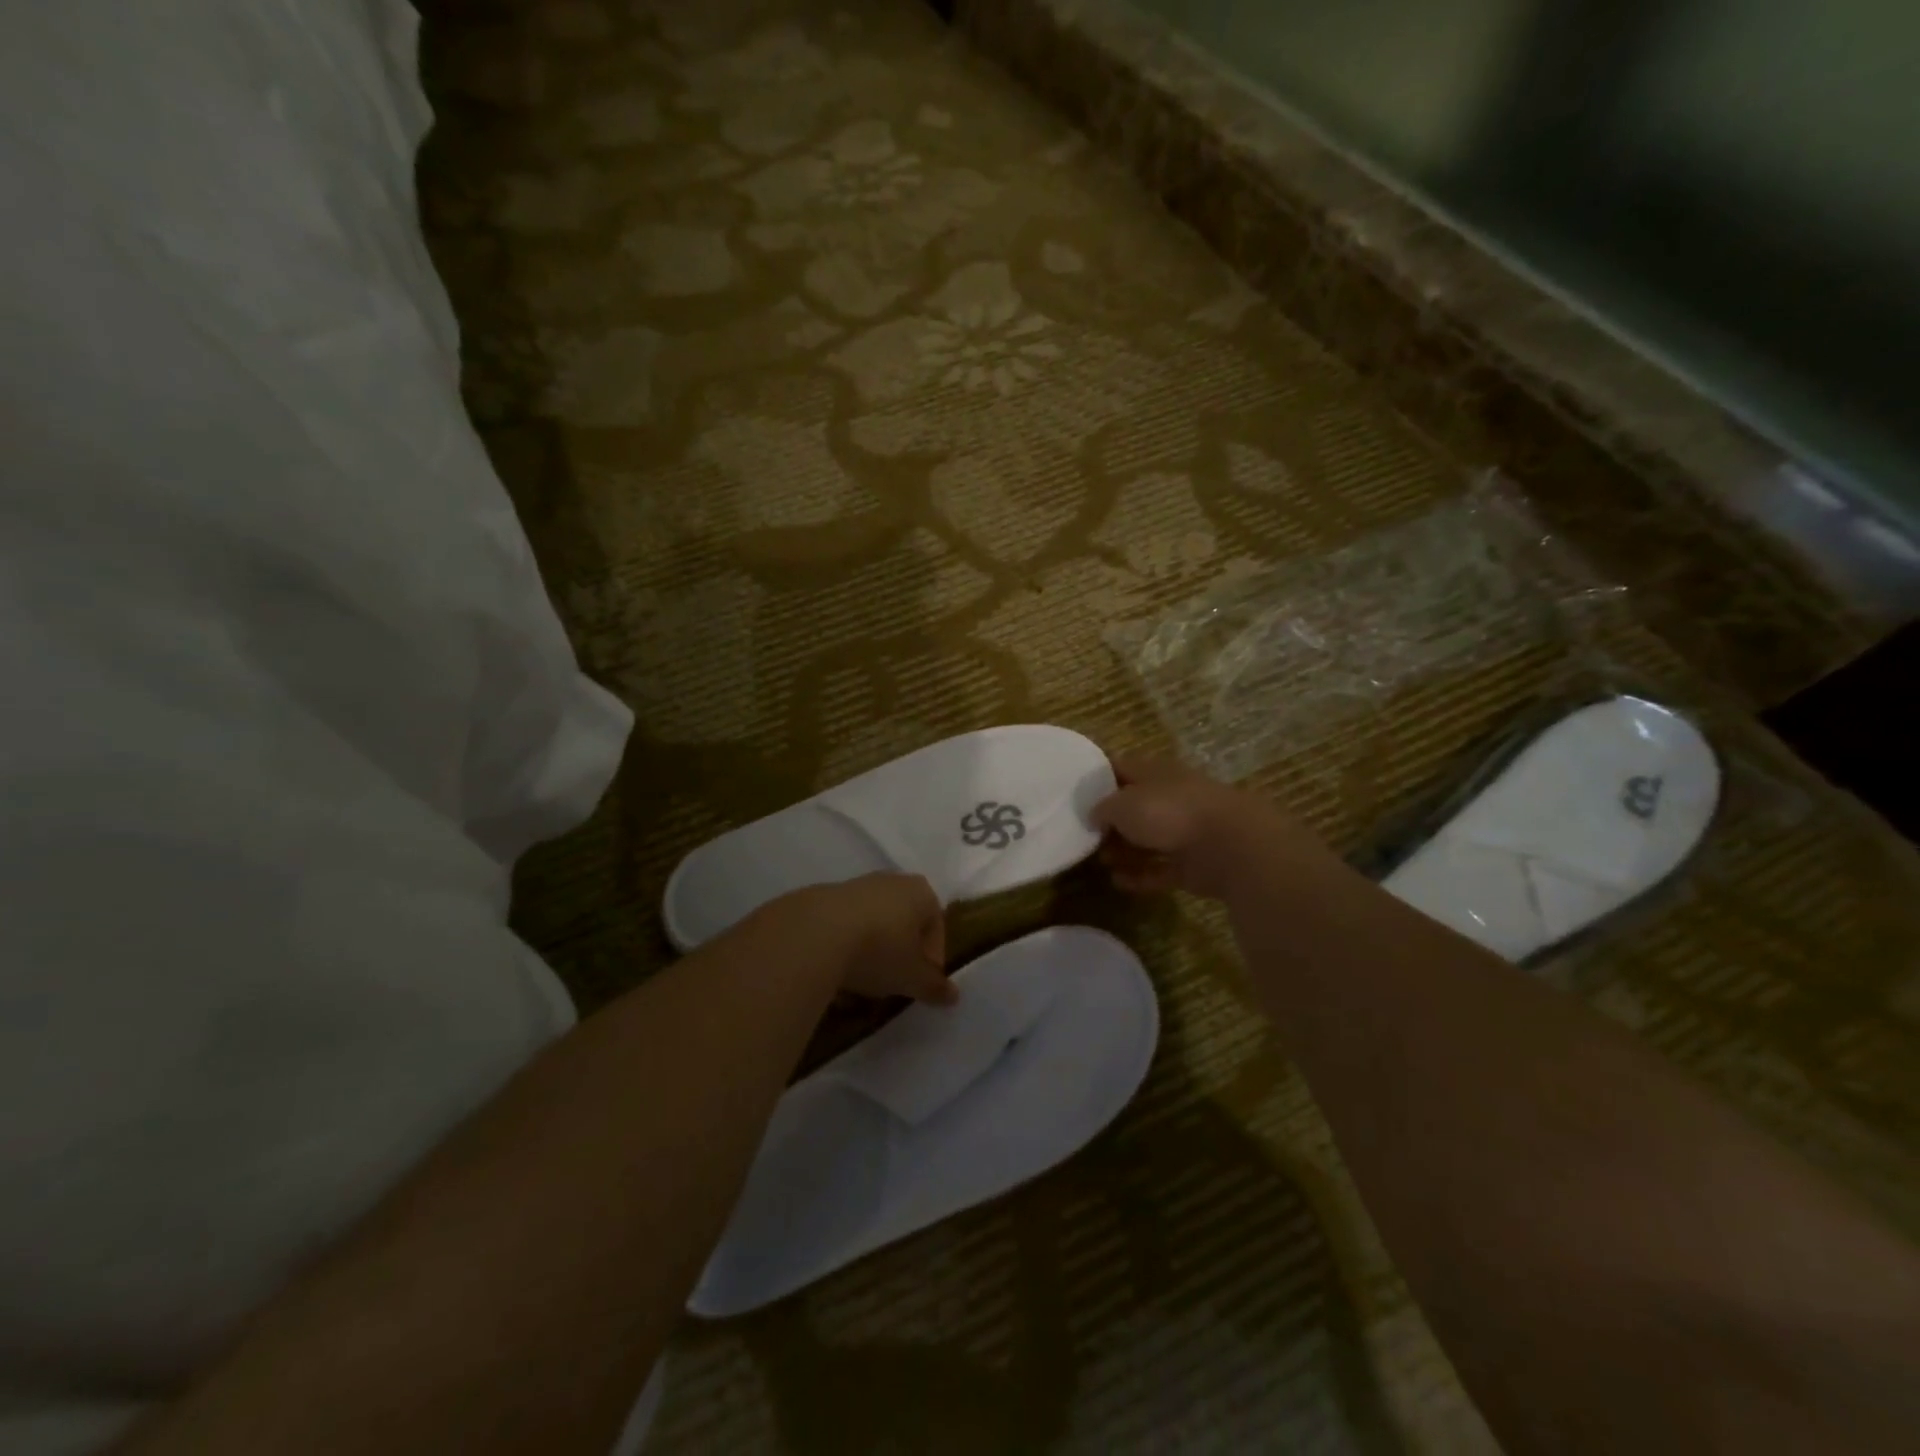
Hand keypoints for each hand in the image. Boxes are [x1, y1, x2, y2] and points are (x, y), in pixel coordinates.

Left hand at [791, 873, 954, 1004]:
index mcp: (921, 892)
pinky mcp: (824, 896)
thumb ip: (934, 986)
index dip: (931, 958)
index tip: (919, 984)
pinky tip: (835, 974)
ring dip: (871, 952)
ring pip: (873, 924)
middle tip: (893, 983)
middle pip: (904, 922)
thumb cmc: (879, 950)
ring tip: (861, 984)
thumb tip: (953, 996)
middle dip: (900, 953)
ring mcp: (856, 885)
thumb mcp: (912, 977)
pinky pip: (843, 926)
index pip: (936, 925)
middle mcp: (891, 881)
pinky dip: (844, 948)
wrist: (814, 933)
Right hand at [1094, 754, 1317, 900]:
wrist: (1230, 845)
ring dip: (1124, 851)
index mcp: (1155, 773)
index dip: (1099, 777)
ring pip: (1148, 839)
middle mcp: (1171, 798)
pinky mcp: (1194, 865)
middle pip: (1134, 807)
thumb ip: (1102, 807)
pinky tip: (1118, 882)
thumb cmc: (1169, 812)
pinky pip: (1160, 869)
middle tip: (1085, 835)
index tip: (1075, 791)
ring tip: (1100, 861)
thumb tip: (1093, 814)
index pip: (1121, 767)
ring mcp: (1185, 832)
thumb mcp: (1122, 803)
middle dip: (1110, 821)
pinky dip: (1140, 876)